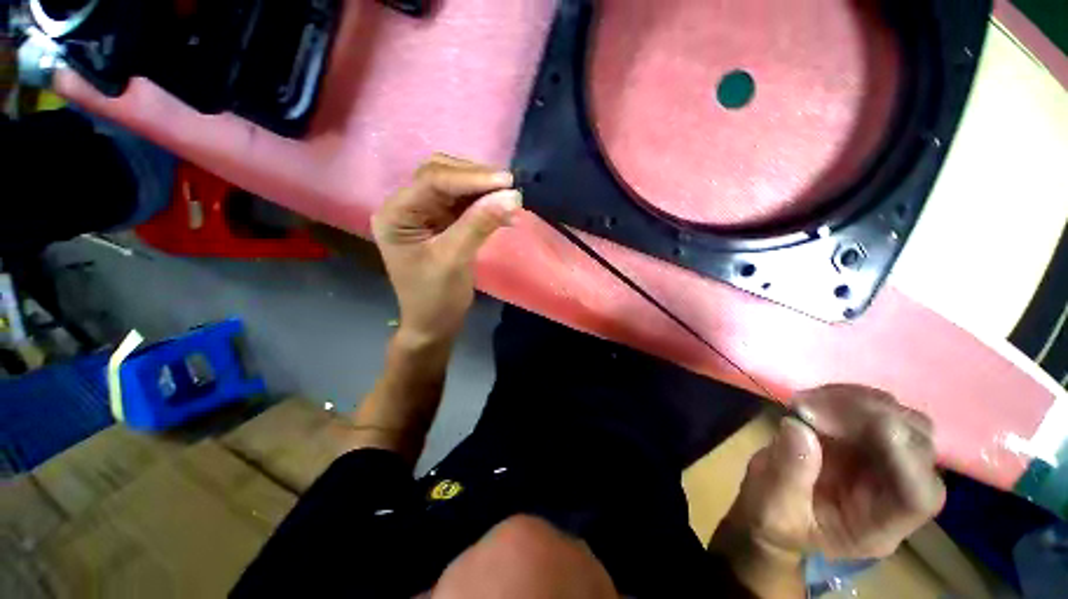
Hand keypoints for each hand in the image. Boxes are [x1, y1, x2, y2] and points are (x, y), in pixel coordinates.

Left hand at [372, 154, 520, 346]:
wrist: (434, 324)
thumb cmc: (436, 298)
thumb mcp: (455, 260)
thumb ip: (479, 225)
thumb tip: (511, 196)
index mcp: (396, 215)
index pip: (432, 181)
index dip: (471, 178)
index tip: (507, 181)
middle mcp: (406, 207)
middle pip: (441, 176)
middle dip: (476, 179)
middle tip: (508, 187)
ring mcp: (424, 214)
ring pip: (454, 186)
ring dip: (482, 189)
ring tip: (509, 197)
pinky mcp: (440, 222)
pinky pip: (463, 204)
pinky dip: (483, 203)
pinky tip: (502, 209)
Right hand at [724, 385, 944, 561]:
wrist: (771, 505)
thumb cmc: (774, 520)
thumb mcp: (770, 509)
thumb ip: (786, 474)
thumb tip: (798, 426)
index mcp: (878, 527)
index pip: (918, 496)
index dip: (907, 458)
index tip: (874, 423)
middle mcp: (895, 492)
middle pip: (918, 448)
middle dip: (874, 418)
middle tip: (814, 406)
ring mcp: (884, 461)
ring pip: (902, 420)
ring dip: (858, 402)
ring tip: (807, 401)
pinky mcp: (865, 437)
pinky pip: (874, 407)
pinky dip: (845, 395)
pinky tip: (814, 398)